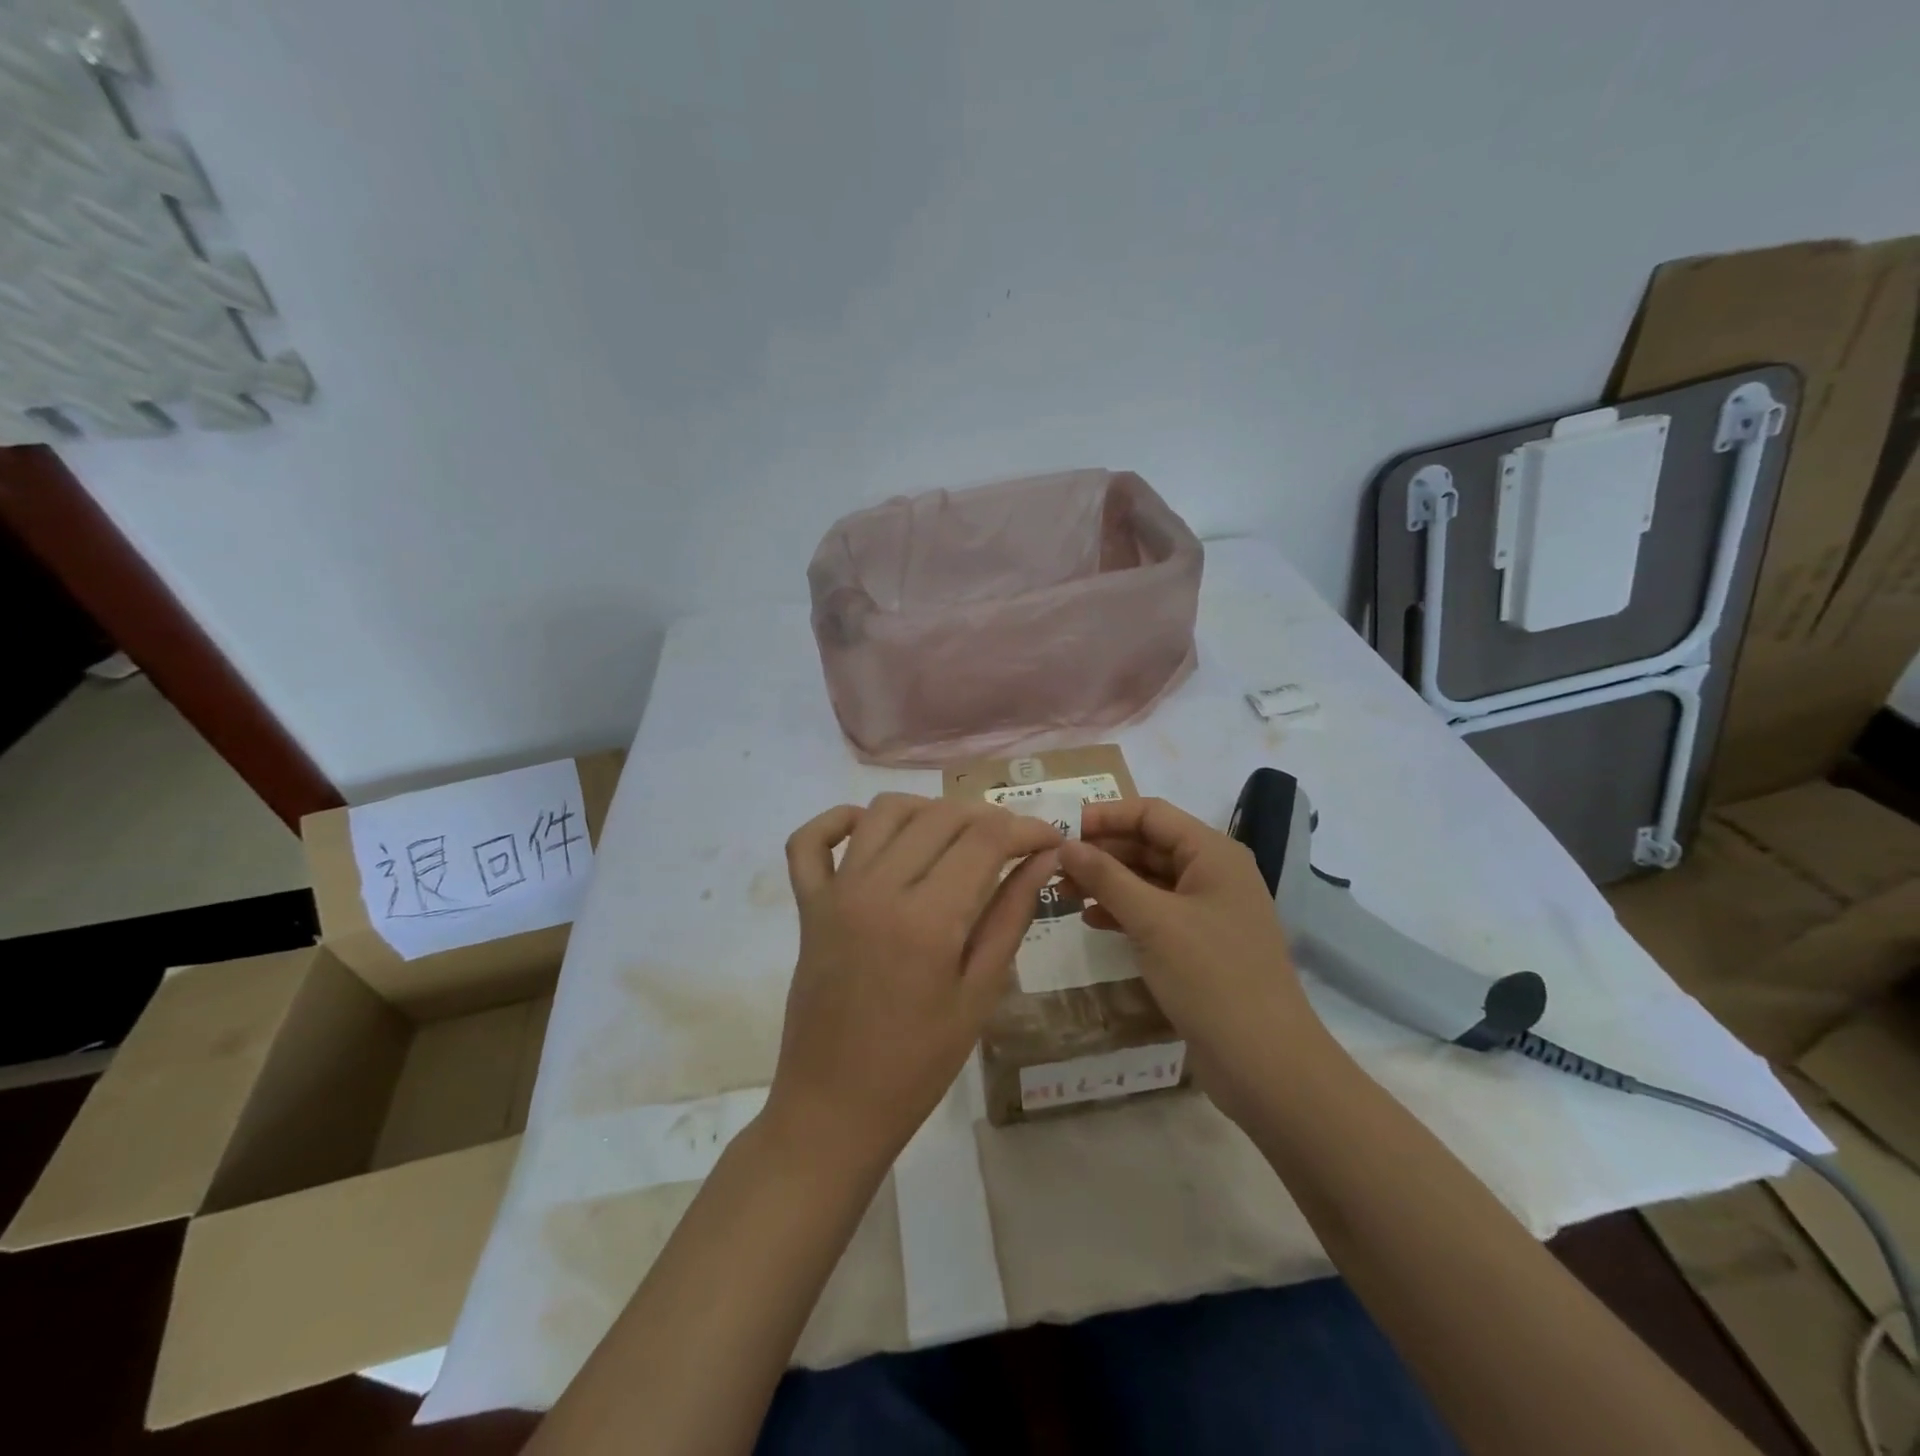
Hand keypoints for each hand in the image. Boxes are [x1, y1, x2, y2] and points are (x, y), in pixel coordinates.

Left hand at [767, 793, 1061, 1169]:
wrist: (834, 1108)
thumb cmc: (918, 1064)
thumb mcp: (980, 994)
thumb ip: (1011, 915)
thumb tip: (1043, 858)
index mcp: (928, 918)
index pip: (985, 838)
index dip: (1026, 828)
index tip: (1050, 838)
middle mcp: (878, 888)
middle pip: (941, 816)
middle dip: (987, 818)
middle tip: (1012, 845)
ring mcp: (836, 892)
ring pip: (885, 812)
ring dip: (929, 811)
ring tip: (955, 839)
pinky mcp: (808, 905)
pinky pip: (810, 841)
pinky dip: (839, 821)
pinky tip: (870, 832)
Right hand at [1057, 798, 1326, 1121]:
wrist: (1266, 1064)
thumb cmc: (1211, 977)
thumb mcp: (1152, 921)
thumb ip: (1106, 877)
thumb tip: (1065, 845)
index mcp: (1213, 854)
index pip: (1151, 814)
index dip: (1106, 816)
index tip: (1062, 830)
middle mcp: (1213, 873)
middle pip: (1149, 844)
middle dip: (1102, 852)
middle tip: (1055, 866)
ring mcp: (1208, 911)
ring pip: (1149, 880)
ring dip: (1108, 882)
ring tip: (1063, 893)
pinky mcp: (1200, 945)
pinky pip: (1156, 912)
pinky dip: (1124, 911)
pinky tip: (1092, 921)